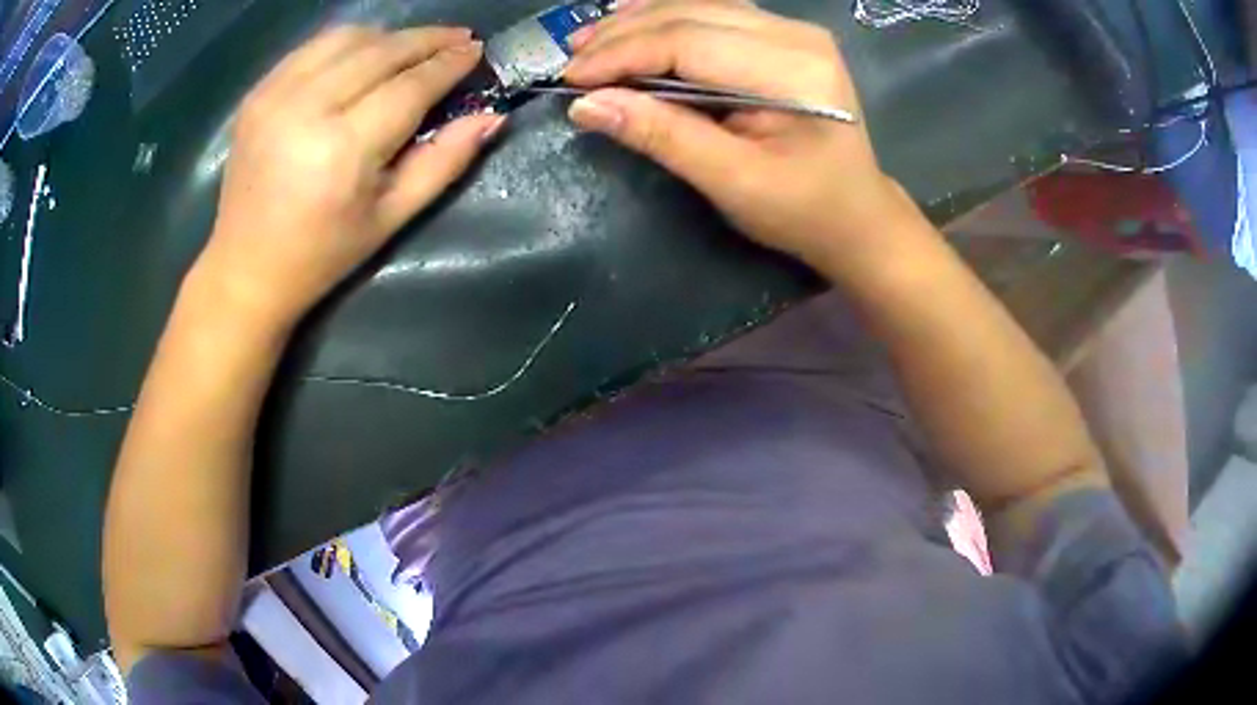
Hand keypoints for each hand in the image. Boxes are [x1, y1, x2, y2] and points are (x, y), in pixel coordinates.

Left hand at [197, 26, 503, 327]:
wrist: (245, 268)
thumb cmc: (323, 255)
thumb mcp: (392, 217)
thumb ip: (445, 161)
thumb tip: (492, 116)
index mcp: (343, 150)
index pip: (409, 86)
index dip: (448, 64)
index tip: (476, 50)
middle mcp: (306, 109)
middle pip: (380, 51)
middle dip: (427, 39)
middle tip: (459, 38)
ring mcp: (274, 96)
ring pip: (347, 38)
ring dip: (388, 37)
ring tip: (412, 47)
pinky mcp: (257, 93)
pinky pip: (312, 48)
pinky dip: (347, 42)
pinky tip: (365, 53)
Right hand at [564, 0, 923, 278]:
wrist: (857, 215)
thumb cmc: (803, 210)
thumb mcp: (732, 182)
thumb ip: (663, 136)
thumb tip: (587, 105)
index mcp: (793, 71)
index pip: (689, 41)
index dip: (623, 54)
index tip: (572, 78)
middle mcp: (796, 35)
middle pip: (691, 15)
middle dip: (623, 35)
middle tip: (571, 59)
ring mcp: (793, 31)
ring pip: (698, 6)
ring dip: (639, 21)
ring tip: (589, 41)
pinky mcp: (784, 37)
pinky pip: (715, 13)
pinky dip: (668, 19)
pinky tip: (633, 23)